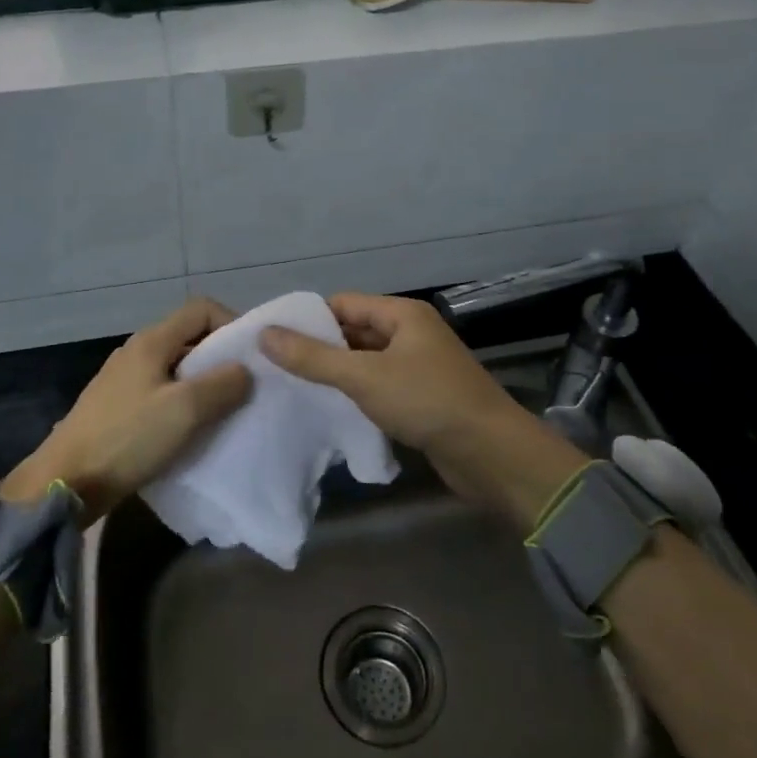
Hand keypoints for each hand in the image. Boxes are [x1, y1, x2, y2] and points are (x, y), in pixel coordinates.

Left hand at [3, 298, 252, 523]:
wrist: (64, 483)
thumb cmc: (128, 439)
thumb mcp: (185, 410)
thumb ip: (222, 384)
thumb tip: (244, 370)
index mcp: (151, 341)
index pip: (201, 309)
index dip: (231, 324)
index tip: (250, 357)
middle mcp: (136, 351)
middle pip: (188, 337)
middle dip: (219, 357)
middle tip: (242, 387)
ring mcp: (122, 380)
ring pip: (175, 367)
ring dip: (201, 383)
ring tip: (221, 411)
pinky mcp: (115, 407)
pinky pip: (159, 392)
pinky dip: (181, 403)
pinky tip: (188, 430)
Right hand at [260, 293, 587, 530]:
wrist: (491, 454)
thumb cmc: (427, 401)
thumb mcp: (364, 377)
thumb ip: (313, 357)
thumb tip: (265, 333)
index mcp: (402, 314)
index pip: (343, 303)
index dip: (308, 320)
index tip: (272, 342)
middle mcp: (411, 333)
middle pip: (354, 332)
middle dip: (319, 349)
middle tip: (276, 369)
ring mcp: (418, 366)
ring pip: (366, 362)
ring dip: (337, 374)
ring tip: (294, 391)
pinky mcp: (422, 397)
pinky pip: (380, 386)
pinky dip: (357, 395)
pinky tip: (331, 411)